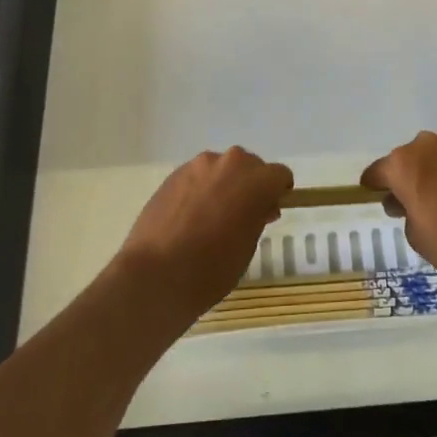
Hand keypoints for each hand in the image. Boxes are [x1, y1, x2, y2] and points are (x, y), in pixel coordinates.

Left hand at [117, 146, 292, 317]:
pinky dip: (200, 189)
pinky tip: (189, 217)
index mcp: (256, 180)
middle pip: (250, 166)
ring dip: (223, 185)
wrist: (156, 274)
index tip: (269, 212)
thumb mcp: (247, 246)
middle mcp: (230, 163)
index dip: (278, 193)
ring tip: (210, 217)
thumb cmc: (211, 268)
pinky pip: (197, 176)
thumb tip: (257, 207)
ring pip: (221, 169)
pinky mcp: (174, 174)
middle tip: (241, 216)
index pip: (279, 176)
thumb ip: (257, 217)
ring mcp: (198, 165)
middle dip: (250, 186)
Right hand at [362, 132, 436, 300]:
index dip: (374, 185)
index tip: (372, 195)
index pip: (379, 171)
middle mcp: (428, 146)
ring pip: (432, 158)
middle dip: (404, 178)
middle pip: (406, 160)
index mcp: (404, 163)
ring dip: (429, 173)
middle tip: (407, 204)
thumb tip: (406, 200)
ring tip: (436, 202)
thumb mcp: (415, 235)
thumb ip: (403, 210)